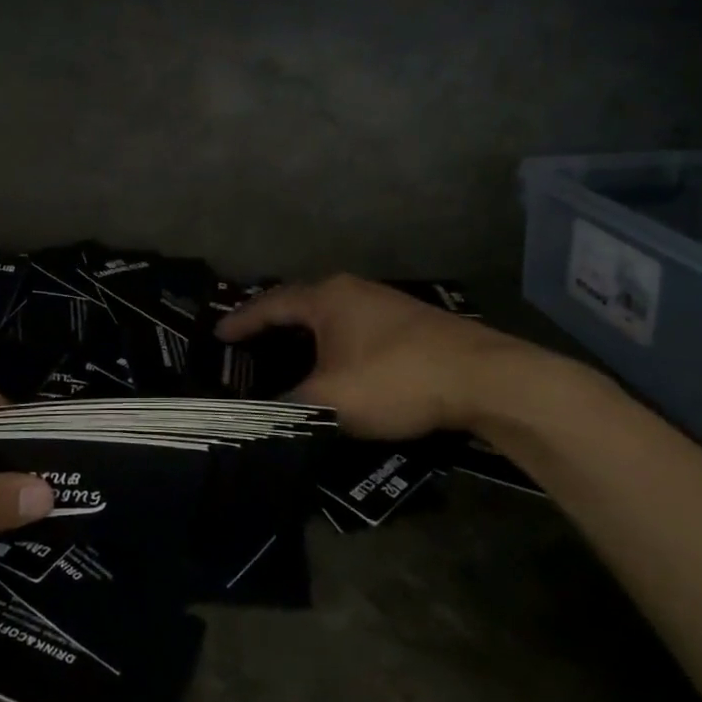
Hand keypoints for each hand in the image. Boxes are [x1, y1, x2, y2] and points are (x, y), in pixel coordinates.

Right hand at [216, 274, 566, 440]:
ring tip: (285, 355)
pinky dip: (332, 343)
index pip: (270, 304)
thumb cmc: (397, 379)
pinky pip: (353, 327)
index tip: (217, 336)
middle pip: (300, 303)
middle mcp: (352, 290)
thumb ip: (290, 405)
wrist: (484, 378)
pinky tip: (336, 363)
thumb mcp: (332, 399)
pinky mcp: (409, 323)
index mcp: (326, 298)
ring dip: (305, 335)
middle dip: (272, 324)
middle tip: (247, 345)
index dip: (241, 322)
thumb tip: (265, 411)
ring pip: (330, 316)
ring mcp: (384, 303)